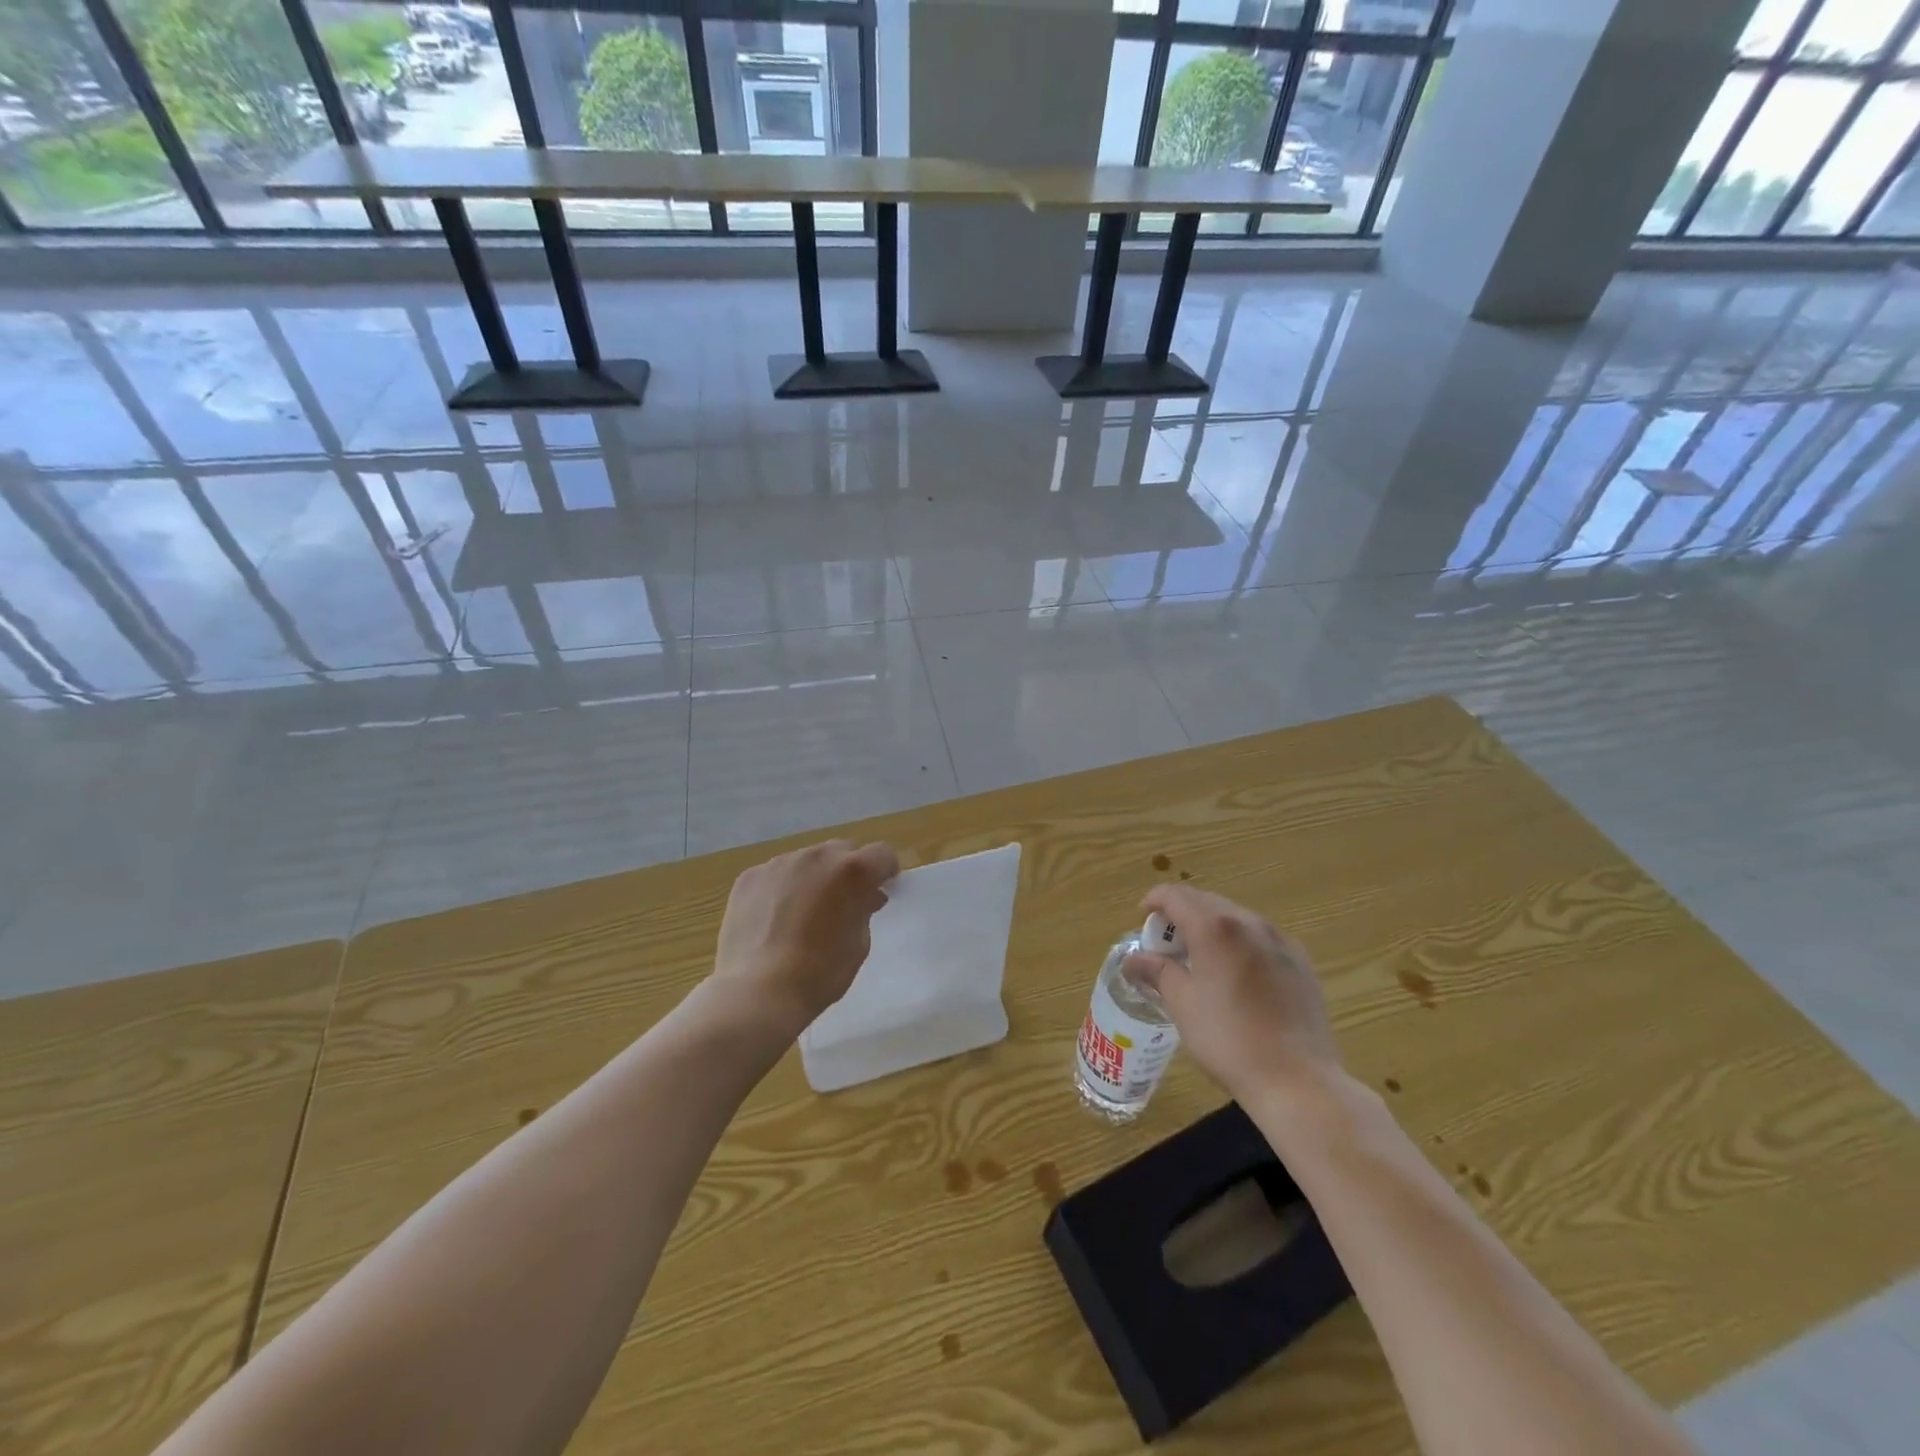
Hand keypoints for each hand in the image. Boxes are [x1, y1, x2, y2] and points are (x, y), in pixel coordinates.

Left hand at [711, 839, 899, 1032]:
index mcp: (852, 871)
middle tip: (843, 900)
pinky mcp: (750, 876)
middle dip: (848, 870)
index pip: (882, 854)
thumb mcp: (859, 944)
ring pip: (807, 860)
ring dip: (814, 876)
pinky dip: (782, 888)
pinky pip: (776, 874)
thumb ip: (865, 909)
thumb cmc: (820, 973)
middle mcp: (817, 856)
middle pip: (842, 850)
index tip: (882, 888)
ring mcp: (780, 863)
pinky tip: (774, 918)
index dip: (885, 871)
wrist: (759, 992)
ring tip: (804, 910)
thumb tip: (866, 896)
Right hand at [1123, 883, 1340, 1101]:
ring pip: (1236, 917)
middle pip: (1207, 901)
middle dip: (1182, 913)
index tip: (1142, 918)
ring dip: (1212, 926)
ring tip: (1200, 958)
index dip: (1154, 900)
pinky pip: (1261, 938)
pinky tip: (1237, 974)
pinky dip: (1240, 942)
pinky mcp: (1301, 962)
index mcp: (1215, 928)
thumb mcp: (1182, 1004)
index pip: (1176, 896)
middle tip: (1167, 944)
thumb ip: (1157, 971)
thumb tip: (1133, 959)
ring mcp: (1280, 941)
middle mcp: (1249, 922)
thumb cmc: (1228, 1039)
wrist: (1297, 1080)